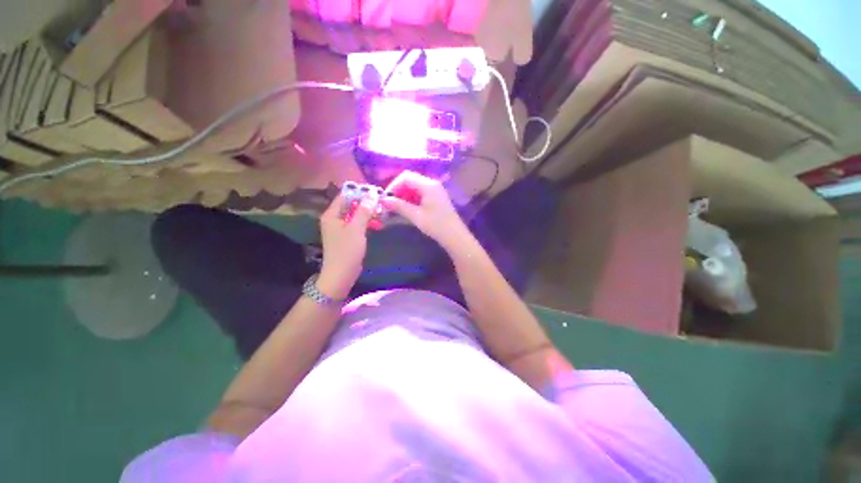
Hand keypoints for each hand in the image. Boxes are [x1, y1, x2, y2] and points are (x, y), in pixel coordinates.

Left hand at [317, 194, 375, 299]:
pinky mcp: (347, 236)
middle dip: (366, 203)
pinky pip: (357, 224)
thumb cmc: (347, 250)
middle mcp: (334, 219)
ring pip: (356, 214)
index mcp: (332, 214)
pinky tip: (378, 224)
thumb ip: (364, 210)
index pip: (345, 195)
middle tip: (382, 203)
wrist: (341, 275)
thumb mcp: (357, 228)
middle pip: (351, 204)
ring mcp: (341, 228)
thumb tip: (372, 194)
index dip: (360, 192)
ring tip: (382, 213)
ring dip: (368, 213)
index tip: (376, 192)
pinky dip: (367, 222)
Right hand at [382, 171, 469, 250]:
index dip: (393, 185)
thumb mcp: (416, 216)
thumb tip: (383, 200)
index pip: (406, 177)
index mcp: (428, 185)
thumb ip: (399, 206)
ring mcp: (435, 190)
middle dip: (398, 190)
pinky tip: (407, 209)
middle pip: (410, 180)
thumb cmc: (436, 225)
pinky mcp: (436, 197)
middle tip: (390, 204)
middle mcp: (432, 183)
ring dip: (404, 195)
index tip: (386, 198)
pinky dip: (412, 198)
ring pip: (415, 187)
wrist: (455, 236)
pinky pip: (421, 193)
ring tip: (397, 208)